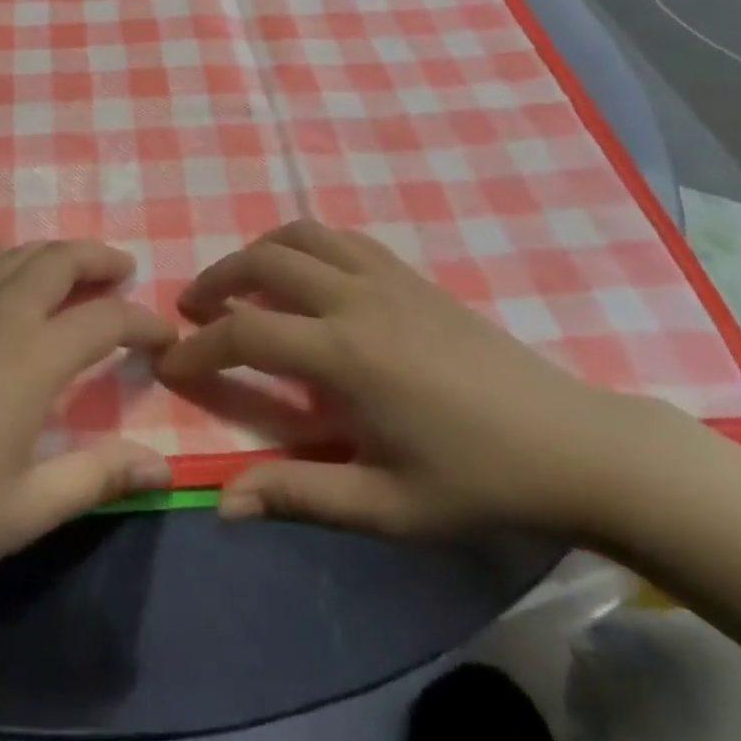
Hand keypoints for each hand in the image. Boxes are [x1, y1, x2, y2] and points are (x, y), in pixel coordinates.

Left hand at [0, 241, 176, 606]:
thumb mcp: (24, 509)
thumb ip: (96, 478)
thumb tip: (161, 464)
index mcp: (33, 358)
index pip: (105, 319)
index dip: (143, 321)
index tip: (167, 336)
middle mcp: (0, 319)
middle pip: (57, 261)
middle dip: (97, 257)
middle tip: (124, 269)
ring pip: (14, 256)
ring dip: (52, 251)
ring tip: (75, 266)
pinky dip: (4, 260)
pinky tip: (5, 277)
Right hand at [157, 220, 662, 539]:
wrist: (571, 442)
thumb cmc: (477, 481)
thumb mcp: (388, 506)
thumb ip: (301, 495)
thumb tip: (224, 502)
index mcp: (346, 355)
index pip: (246, 334)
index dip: (199, 347)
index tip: (169, 361)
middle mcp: (356, 298)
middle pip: (263, 262)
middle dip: (216, 280)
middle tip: (191, 308)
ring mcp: (385, 276)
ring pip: (300, 235)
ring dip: (257, 251)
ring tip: (239, 282)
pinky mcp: (409, 272)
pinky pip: (340, 237)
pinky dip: (303, 244)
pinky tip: (303, 273)